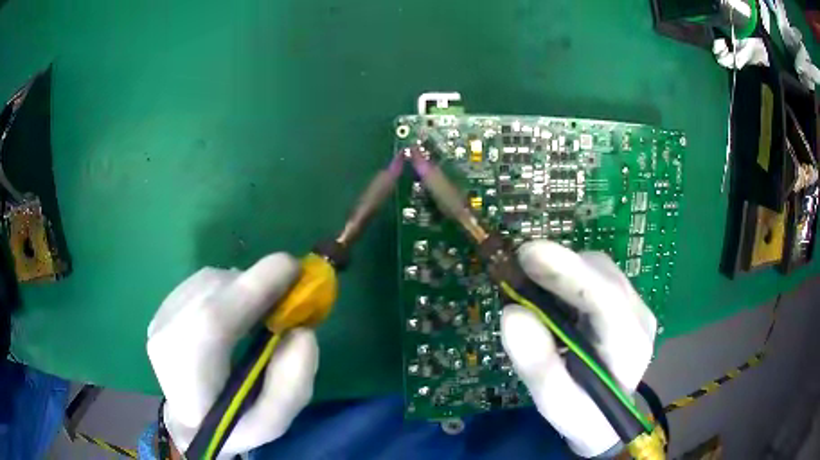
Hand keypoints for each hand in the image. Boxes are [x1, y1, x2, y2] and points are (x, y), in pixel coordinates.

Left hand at [147, 253, 317, 457]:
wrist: (188, 423)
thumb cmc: (231, 427)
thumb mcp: (272, 422)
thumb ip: (292, 384)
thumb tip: (302, 331)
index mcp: (189, 375)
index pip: (214, 319)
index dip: (255, 287)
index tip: (294, 269)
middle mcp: (166, 337)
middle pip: (213, 291)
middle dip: (256, 285)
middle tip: (287, 295)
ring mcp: (159, 319)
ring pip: (207, 282)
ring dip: (241, 286)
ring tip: (260, 310)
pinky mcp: (161, 310)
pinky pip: (199, 284)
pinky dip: (225, 288)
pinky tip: (234, 311)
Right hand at [500, 241, 656, 457]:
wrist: (606, 417)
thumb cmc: (583, 415)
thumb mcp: (555, 403)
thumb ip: (538, 365)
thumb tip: (512, 313)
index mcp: (630, 347)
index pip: (607, 300)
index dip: (570, 273)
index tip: (529, 255)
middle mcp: (640, 317)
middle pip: (603, 276)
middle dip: (561, 267)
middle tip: (518, 268)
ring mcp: (635, 306)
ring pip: (599, 270)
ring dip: (563, 271)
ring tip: (530, 285)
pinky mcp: (625, 301)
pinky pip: (596, 275)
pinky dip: (568, 276)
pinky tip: (550, 293)